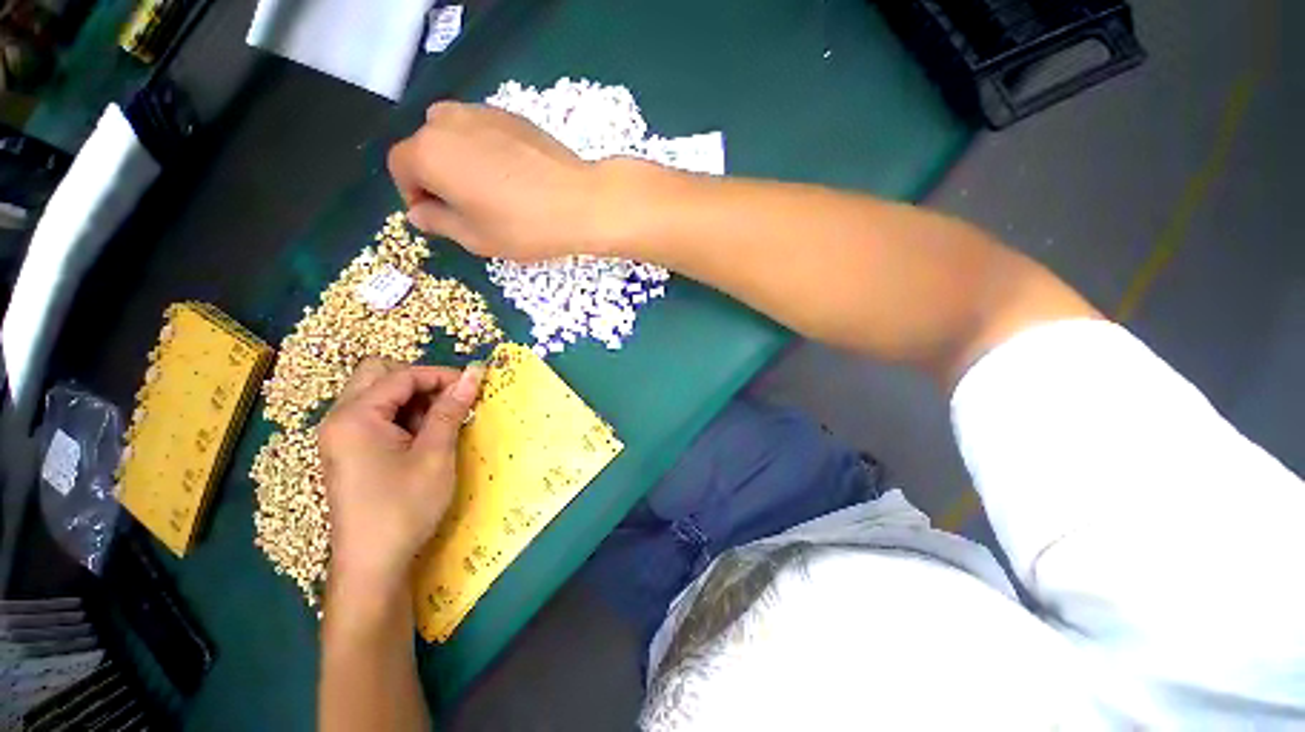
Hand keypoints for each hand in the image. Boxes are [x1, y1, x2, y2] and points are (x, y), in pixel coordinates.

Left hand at [318, 358, 483, 594]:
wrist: (373, 564)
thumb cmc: (404, 506)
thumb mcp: (435, 454)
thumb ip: (451, 409)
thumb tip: (474, 374)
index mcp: (355, 416)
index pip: (401, 375)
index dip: (440, 375)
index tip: (472, 385)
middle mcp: (340, 419)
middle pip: (378, 375)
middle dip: (419, 381)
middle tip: (449, 400)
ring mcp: (340, 435)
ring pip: (377, 394)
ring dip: (412, 399)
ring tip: (441, 422)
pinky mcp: (348, 451)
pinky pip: (376, 416)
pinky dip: (402, 416)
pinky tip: (423, 437)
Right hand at [387, 101, 612, 260]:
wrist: (580, 201)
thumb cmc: (524, 226)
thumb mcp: (475, 237)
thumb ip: (437, 222)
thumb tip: (417, 213)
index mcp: (429, 152)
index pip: (400, 167)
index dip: (412, 194)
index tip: (435, 216)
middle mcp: (447, 121)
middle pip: (425, 146)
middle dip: (434, 175)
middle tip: (464, 206)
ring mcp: (481, 112)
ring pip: (452, 133)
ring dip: (457, 159)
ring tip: (487, 189)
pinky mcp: (511, 115)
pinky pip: (481, 130)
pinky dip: (482, 149)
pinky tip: (510, 175)